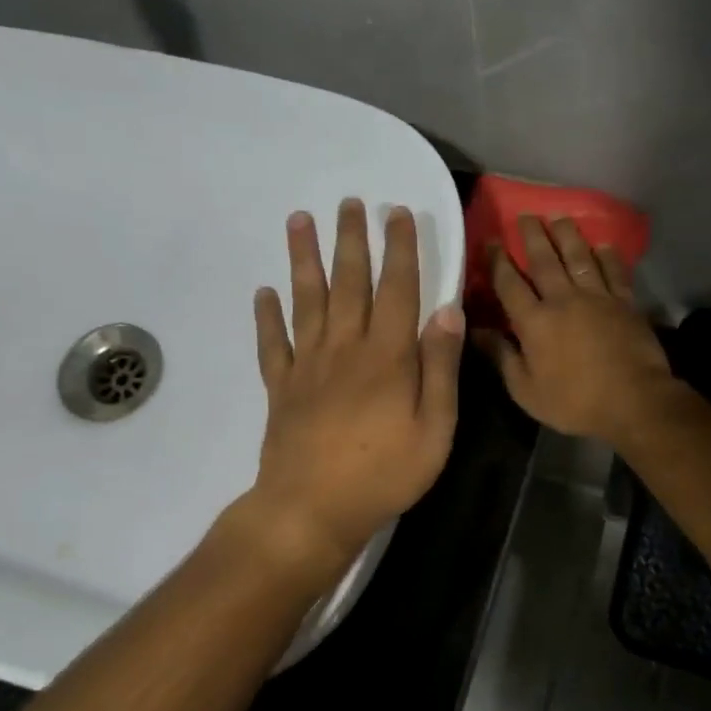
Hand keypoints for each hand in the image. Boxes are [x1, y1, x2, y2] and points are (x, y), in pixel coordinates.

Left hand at [248, 198, 463, 573]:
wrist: (312, 509)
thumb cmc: (384, 474)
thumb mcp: (435, 428)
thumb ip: (441, 368)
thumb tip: (448, 310)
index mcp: (388, 356)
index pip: (398, 289)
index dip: (400, 248)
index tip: (397, 213)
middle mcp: (346, 348)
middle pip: (349, 283)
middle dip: (351, 240)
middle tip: (349, 202)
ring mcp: (307, 366)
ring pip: (306, 301)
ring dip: (303, 259)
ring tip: (299, 221)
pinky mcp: (280, 388)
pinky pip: (271, 344)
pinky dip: (266, 316)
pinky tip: (262, 292)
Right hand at [477, 216, 678, 446]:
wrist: (633, 401)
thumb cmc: (574, 402)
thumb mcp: (526, 390)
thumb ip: (502, 356)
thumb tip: (475, 331)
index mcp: (535, 322)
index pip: (509, 284)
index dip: (498, 261)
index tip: (491, 240)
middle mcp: (563, 300)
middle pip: (544, 260)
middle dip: (532, 236)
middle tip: (524, 215)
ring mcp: (597, 298)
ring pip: (579, 257)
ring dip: (567, 235)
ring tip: (558, 217)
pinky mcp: (625, 302)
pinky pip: (614, 271)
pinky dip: (608, 256)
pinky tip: (603, 244)